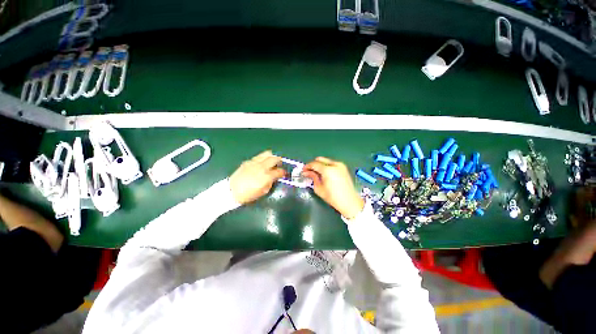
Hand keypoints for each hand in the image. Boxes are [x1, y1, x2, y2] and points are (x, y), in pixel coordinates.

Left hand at [230, 151, 285, 203]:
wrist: (231, 191)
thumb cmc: (248, 194)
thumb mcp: (263, 192)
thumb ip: (270, 183)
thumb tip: (274, 178)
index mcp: (266, 176)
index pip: (279, 171)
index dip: (283, 172)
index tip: (284, 173)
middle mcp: (262, 167)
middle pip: (274, 158)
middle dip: (279, 160)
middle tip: (280, 164)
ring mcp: (254, 163)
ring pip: (266, 154)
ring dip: (271, 156)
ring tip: (271, 160)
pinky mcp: (248, 161)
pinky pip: (258, 157)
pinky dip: (262, 159)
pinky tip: (261, 164)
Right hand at [302, 157, 363, 219]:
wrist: (350, 202)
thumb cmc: (333, 197)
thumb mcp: (319, 188)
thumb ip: (313, 177)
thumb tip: (307, 172)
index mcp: (328, 170)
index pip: (314, 164)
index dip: (307, 167)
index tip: (303, 171)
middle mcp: (334, 164)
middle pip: (320, 159)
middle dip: (313, 164)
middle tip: (309, 171)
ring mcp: (340, 165)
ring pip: (326, 161)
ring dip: (320, 165)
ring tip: (316, 173)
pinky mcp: (344, 168)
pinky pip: (332, 163)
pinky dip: (326, 166)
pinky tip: (324, 174)